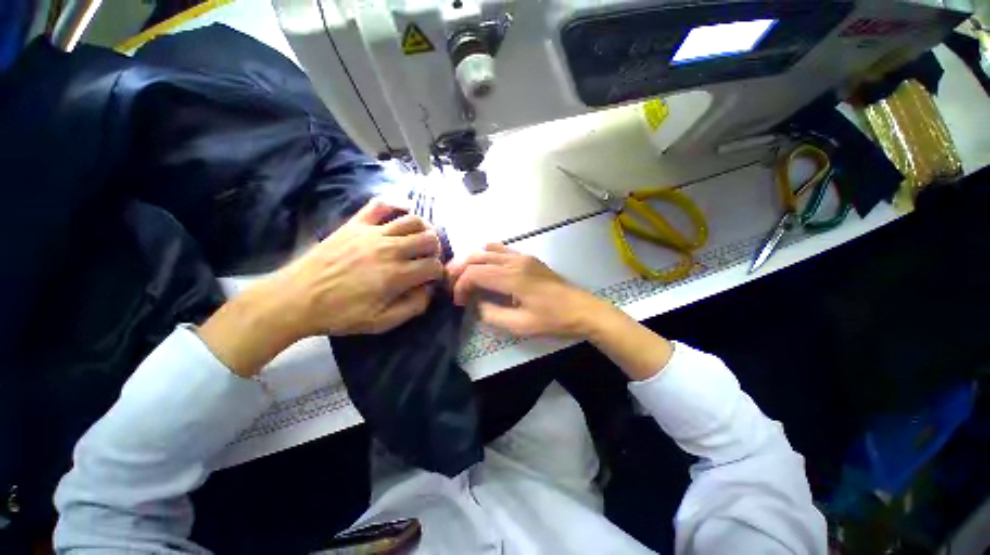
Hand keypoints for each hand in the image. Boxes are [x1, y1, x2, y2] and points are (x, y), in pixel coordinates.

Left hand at [199, 199, 443, 376]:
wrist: (296, 298)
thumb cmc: (340, 314)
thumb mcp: (380, 322)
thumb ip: (412, 307)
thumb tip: (429, 291)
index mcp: (397, 275)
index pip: (433, 266)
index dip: (438, 273)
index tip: (431, 279)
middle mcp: (390, 249)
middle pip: (428, 239)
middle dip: (435, 249)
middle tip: (428, 258)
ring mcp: (372, 233)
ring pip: (412, 220)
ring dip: (423, 229)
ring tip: (419, 238)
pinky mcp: (355, 224)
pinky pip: (380, 205)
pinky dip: (396, 205)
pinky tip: (400, 214)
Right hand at [446, 243, 606, 337]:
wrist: (582, 309)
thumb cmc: (552, 319)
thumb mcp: (520, 325)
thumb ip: (492, 314)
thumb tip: (478, 305)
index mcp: (512, 277)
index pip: (474, 273)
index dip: (460, 285)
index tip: (459, 302)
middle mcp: (514, 261)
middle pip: (477, 257)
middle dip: (459, 268)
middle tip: (450, 283)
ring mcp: (523, 257)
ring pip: (488, 250)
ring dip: (472, 260)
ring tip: (462, 274)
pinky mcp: (529, 258)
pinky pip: (502, 249)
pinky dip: (487, 254)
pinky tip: (484, 263)